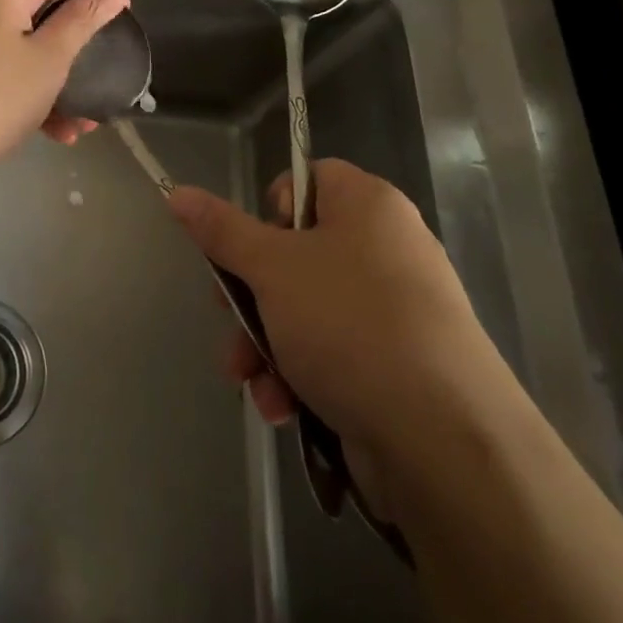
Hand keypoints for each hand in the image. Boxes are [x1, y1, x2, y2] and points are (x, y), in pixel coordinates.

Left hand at [0, 0, 130, 178]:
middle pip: (39, 3)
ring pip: (21, 40)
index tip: (123, 17)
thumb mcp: (49, 60)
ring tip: (80, 119)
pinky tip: (50, 128)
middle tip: (102, 71)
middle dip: (75, 41)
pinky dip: (25, 84)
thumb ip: (84, 19)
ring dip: (54, 74)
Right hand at [167, 160, 496, 449]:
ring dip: (265, 343)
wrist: (444, 442)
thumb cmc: (349, 324)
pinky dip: (299, 373)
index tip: (247, 249)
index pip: (305, 181)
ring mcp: (394, 309)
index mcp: (367, 205)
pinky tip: (281, 406)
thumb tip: (178, 192)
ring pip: (304, 308)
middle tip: (227, 316)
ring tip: (249, 380)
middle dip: (250, 296)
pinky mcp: (396, 363)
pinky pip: (332, 350)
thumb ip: (221, 230)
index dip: (267, 211)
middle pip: (294, 252)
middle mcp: (385, 248)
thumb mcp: (271, 268)